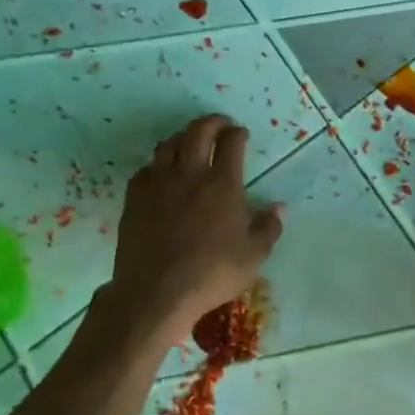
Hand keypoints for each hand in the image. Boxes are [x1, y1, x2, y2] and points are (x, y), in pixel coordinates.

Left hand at [93, 115, 282, 347]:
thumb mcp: (254, 255)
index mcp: (223, 184)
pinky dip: (159, 164)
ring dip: (183, 137)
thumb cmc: (212, 273)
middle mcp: (190, 174)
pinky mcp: (135, 198)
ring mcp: (158, 183)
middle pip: (197, 131)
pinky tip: (163, 174)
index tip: (241, 134)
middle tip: (220, 125)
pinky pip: (147, 168)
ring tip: (191, 143)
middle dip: (211, 123)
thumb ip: (269, 227)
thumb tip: (278, 207)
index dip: (238, 133)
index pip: (231, 143)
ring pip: (168, 144)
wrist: (156, 291)